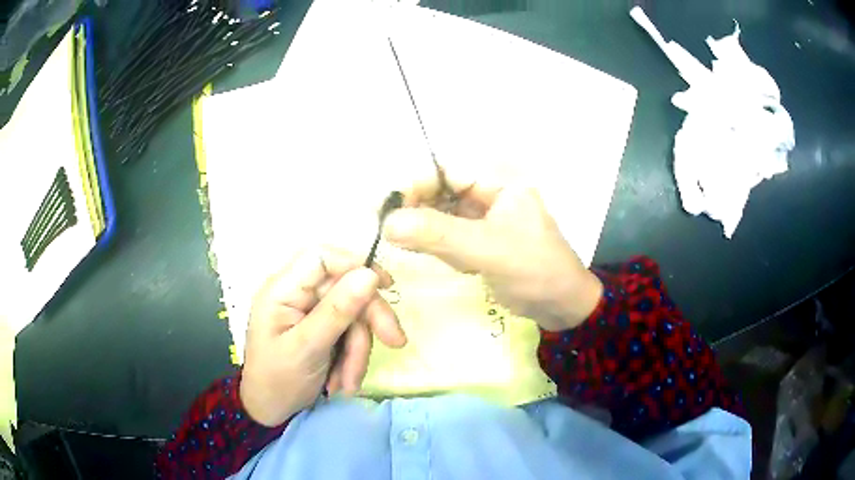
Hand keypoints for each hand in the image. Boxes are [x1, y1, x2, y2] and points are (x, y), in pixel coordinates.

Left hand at [240, 247, 405, 426]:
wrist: (270, 411)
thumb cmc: (278, 380)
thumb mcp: (308, 348)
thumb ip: (337, 311)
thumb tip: (369, 274)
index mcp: (282, 290)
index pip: (321, 258)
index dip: (355, 264)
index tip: (386, 285)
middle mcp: (297, 295)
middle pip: (345, 288)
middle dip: (368, 320)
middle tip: (395, 343)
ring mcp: (310, 313)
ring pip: (352, 316)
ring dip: (358, 351)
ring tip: (348, 383)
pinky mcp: (321, 330)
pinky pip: (349, 334)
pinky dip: (352, 358)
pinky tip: (343, 381)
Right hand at [383, 172, 602, 331]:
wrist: (563, 308)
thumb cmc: (534, 271)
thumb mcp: (487, 249)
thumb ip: (438, 234)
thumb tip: (388, 222)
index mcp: (499, 185)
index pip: (448, 172)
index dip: (417, 184)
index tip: (391, 207)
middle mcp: (490, 198)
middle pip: (442, 194)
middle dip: (423, 214)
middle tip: (399, 234)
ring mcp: (486, 223)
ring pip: (444, 219)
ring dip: (435, 237)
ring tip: (454, 258)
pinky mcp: (482, 245)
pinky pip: (452, 241)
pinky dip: (447, 252)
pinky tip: (464, 267)